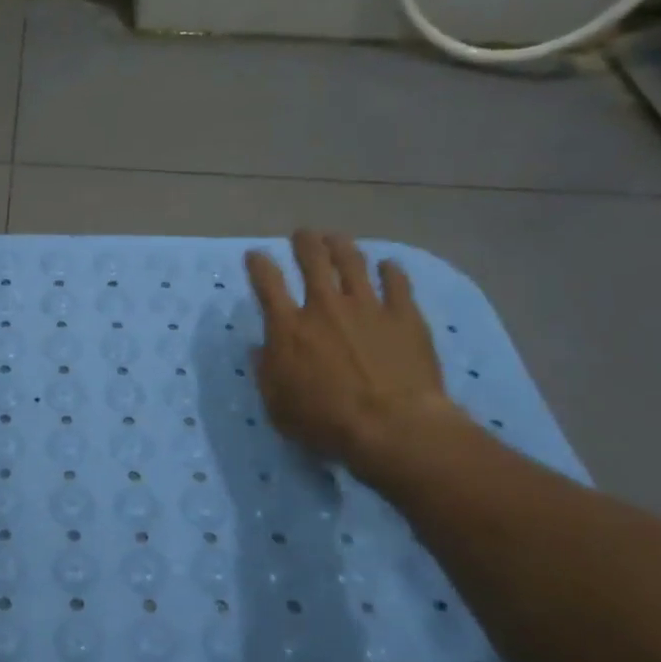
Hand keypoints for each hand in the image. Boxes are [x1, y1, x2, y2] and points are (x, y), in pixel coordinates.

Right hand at [245, 231, 466, 481]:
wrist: (394, 427)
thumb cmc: (327, 422)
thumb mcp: (278, 405)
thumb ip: (266, 372)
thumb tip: (259, 348)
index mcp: (289, 328)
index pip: (267, 283)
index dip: (259, 264)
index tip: (255, 255)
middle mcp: (325, 307)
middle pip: (313, 261)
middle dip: (305, 243)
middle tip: (303, 234)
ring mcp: (368, 307)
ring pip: (352, 263)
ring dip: (341, 247)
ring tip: (336, 238)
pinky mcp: (404, 316)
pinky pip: (397, 283)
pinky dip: (391, 271)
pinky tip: (388, 265)